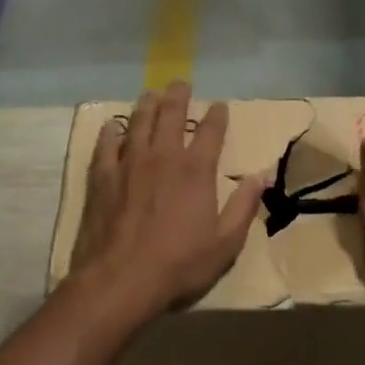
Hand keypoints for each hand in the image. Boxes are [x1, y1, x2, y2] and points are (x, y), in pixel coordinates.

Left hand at [70, 82, 264, 318]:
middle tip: (181, 84)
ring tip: (151, 95)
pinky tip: (113, 127)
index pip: (211, 131)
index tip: (220, 106)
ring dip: (147, 105)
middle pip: (171, 115)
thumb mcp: (225, 243)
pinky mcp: (102, 178)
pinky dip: (111, 132)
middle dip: (179, 96)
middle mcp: (163, 157)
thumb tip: (263, 175)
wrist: (120, 281)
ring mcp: (129, 164)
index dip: (218, 116)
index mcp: (196, 170)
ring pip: (138, 122)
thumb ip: (245, 205)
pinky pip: (106, 145)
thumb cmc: (179, 265)